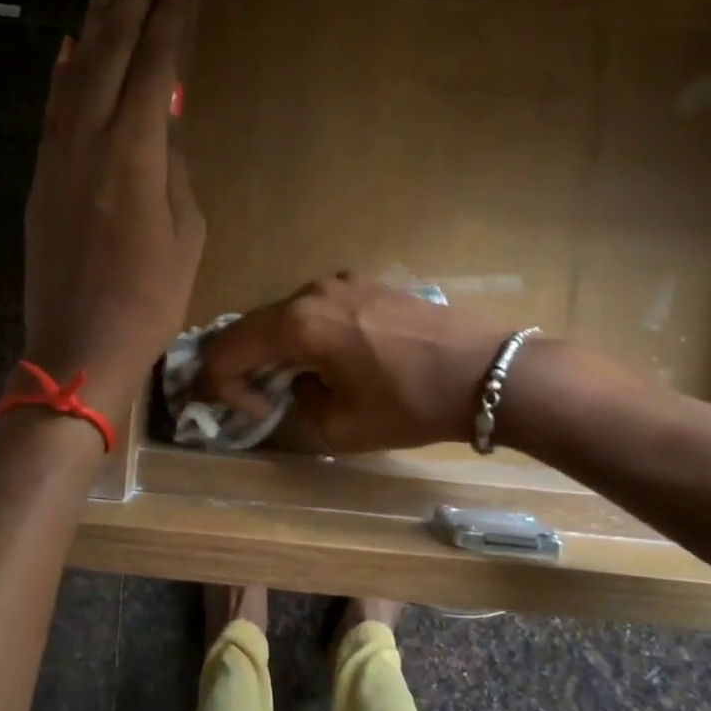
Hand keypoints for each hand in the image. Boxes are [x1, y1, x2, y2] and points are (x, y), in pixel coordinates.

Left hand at [22, 0, 204, 415]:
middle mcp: (87, 141)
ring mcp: (56, 157)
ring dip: (92, 22)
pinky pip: (53, 108)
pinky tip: (70, 47)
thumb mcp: (185, 235)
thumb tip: (160, 125)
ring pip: (74, 73)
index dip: (164, 20)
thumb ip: (174, 170)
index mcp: (132, 154)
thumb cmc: (149, 299)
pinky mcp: (41, 177)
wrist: (79, 344)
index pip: (150, 69)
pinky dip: (64, 71)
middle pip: (107, 55)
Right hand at [196, 274, 511, 452]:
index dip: (225, 386)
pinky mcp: (369, 282)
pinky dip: (311, 332)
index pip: (229, 350)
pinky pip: (321, 307)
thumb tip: (300, 383)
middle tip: (260, 398)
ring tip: (301, 379)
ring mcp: (342, 282)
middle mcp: (312, 292)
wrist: (485, 372)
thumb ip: (300, 402)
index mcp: (297, 325)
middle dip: (246, 364)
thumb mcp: (340, 427)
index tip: (253, 413)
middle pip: (253, 326)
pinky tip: (337, 356)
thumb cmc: (410, 405)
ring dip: (280, 347)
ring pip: (287, 314)